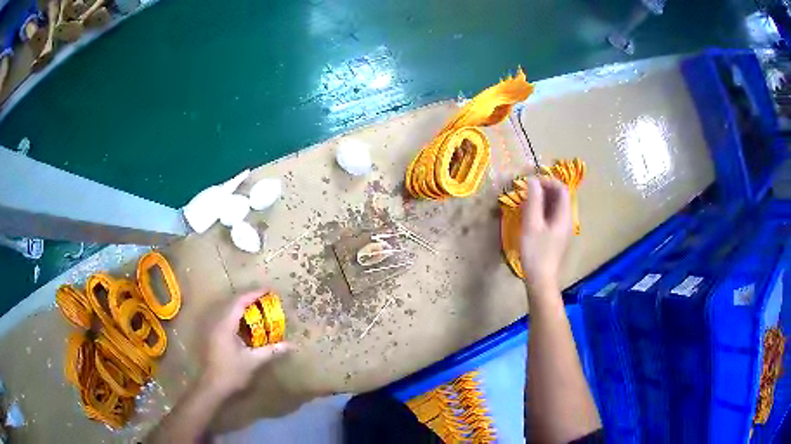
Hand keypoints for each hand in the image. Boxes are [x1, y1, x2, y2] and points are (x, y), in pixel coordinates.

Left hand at [200, 291, 291, 397]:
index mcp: (225, 324)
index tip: (268, 290)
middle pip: (232, 302)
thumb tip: (291, 345)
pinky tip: (247, 323)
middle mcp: (217, 321)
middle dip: (249, 297)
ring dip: (242, 306)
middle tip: (266, 298)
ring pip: (228, 309)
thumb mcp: (253, 361)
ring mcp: (213, 327)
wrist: (213, 386)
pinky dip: (237, 315)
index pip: (239, 302)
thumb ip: (271, 350)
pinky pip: (226, 317)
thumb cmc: (232, 372)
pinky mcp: (213, 334)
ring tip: (258, 307)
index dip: (253, 294)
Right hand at [519, 176, 571, 297]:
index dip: (548, 181)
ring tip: (526, 201)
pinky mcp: (557, 236)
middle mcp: (567, 219)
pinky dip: (542, 210)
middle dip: (544, 189)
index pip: (562, 188)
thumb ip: (533, 200)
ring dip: (542, 199)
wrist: (541, 278)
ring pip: (555, 206)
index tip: (531, 182)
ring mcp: (563, 228)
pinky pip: (552, 216)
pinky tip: (530, 215)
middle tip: (527, 190)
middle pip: (560, 196)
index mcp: (564, 215)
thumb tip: (532, 180)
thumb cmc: (536, 251)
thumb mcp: (532, 224)